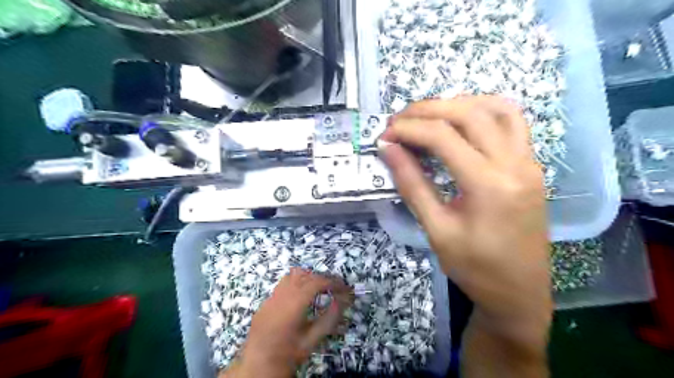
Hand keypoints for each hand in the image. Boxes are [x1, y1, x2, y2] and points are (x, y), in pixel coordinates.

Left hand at [223, 268, 354, 377]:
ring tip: (320, 289)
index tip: (345, 288)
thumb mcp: (312, 340)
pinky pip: (284, 283)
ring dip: (309, 277)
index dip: (333, 282)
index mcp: (293, 304)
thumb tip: (343, 301)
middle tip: (336, 289)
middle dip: (323, 279)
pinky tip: (303, 297)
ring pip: (293, 275)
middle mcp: (282, 295)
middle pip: (306, 275)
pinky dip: (298, 283)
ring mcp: (272, 296)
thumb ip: (329, 318)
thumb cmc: (287, 354)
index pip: (317, 282)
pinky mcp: (266, 301)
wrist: (257, 366)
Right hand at [379, 96, 552, 374]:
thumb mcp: (436, 230)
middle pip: (469, 114)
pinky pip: (513, 122)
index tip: (385, 135)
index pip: (443, 137)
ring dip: (457, 103)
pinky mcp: (531, 165)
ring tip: (427, 116)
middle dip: (428, 110)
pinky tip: (462, 120)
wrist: (519, 293)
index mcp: (489, 186)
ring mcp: (529, 162)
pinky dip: (484, 111)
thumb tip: (388, 149)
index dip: (409, 129)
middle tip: (399, 120)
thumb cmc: (475, 269)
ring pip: (496, 108)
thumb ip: (411, 184)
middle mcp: (515, 164)